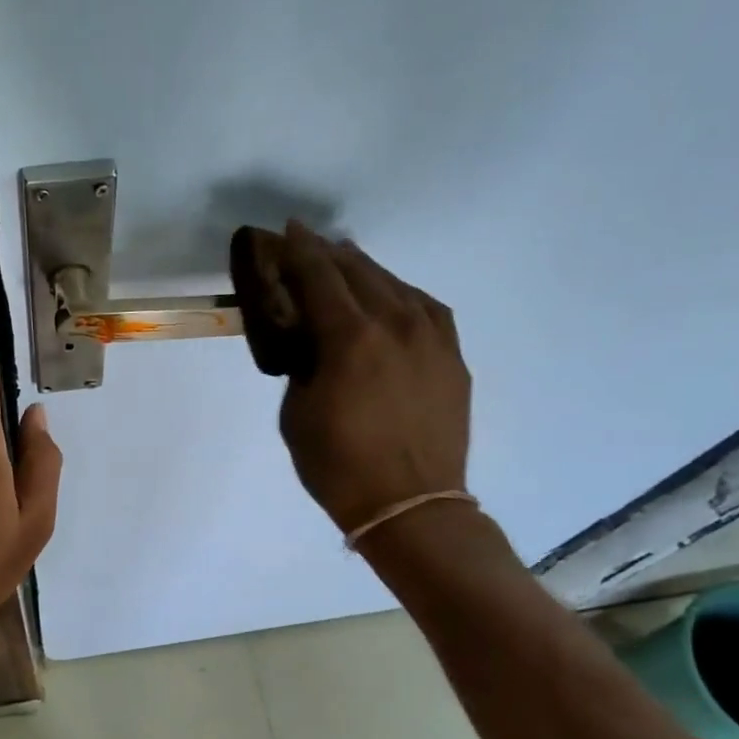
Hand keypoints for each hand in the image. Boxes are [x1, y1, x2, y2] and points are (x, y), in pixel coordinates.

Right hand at [275, 222, 471, 534]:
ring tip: (347, 262)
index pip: (319, 276)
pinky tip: (392, 297)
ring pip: (396, 285)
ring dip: (366, 270)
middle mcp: (395, 324)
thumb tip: (313, 343)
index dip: (299, 251)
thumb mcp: (297, 413)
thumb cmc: (338, 466)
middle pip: (359, 272)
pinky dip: (402, 294)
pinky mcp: (452, 357)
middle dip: (329, 254)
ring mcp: (432, 338)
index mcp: (350, 338)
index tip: (286, 232)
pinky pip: (427, 308)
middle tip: (308, 243)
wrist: (410, 506)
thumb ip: (303, 365)